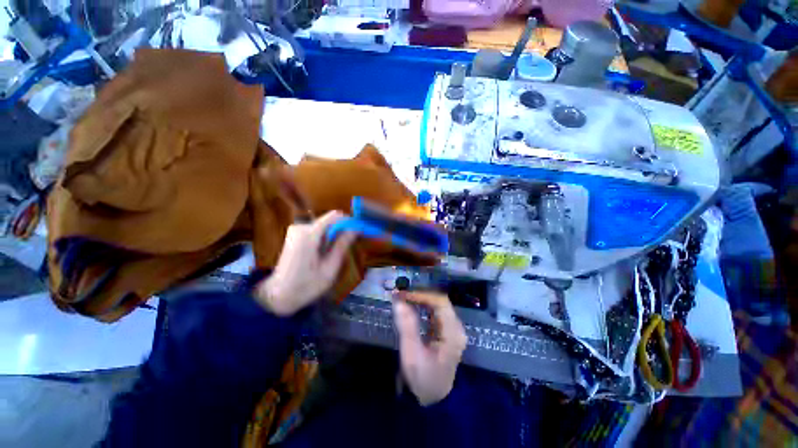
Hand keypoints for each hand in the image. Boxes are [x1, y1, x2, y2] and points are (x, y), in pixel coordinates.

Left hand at [256, 211, 356, 315]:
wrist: (278, 296)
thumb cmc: (306, 286)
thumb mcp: (330, 268)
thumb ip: (342, 246)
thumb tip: (355, 229)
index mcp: (308, 235)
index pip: (334, 216)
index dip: (349, 221)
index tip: (359, 232)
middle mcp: (300, 227)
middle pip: (330, 220)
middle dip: (341, 231)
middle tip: (346, 249)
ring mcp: (296, 230)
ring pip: (325, 225)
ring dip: (333, 237)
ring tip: (332, 256)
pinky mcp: (295, 235)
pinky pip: (317, 230)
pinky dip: (325, 239)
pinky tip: (322, 254)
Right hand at [393, 291, 467, 405]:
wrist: (434, 400)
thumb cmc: (423, 378)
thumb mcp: (412, 354)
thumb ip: (406, 325)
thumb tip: (398, 300)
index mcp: (452, 332)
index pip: (440, 302)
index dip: (421, 294)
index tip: (403, 294)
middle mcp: (456, 327)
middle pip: (439, 301)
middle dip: (419, 295)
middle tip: (400, 295)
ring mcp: (452, 329)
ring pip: (437, 305)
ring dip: (420, 299)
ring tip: (403, 298)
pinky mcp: (446, 331)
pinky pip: (434, 312)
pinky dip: (422, 306)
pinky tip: (411, 306)